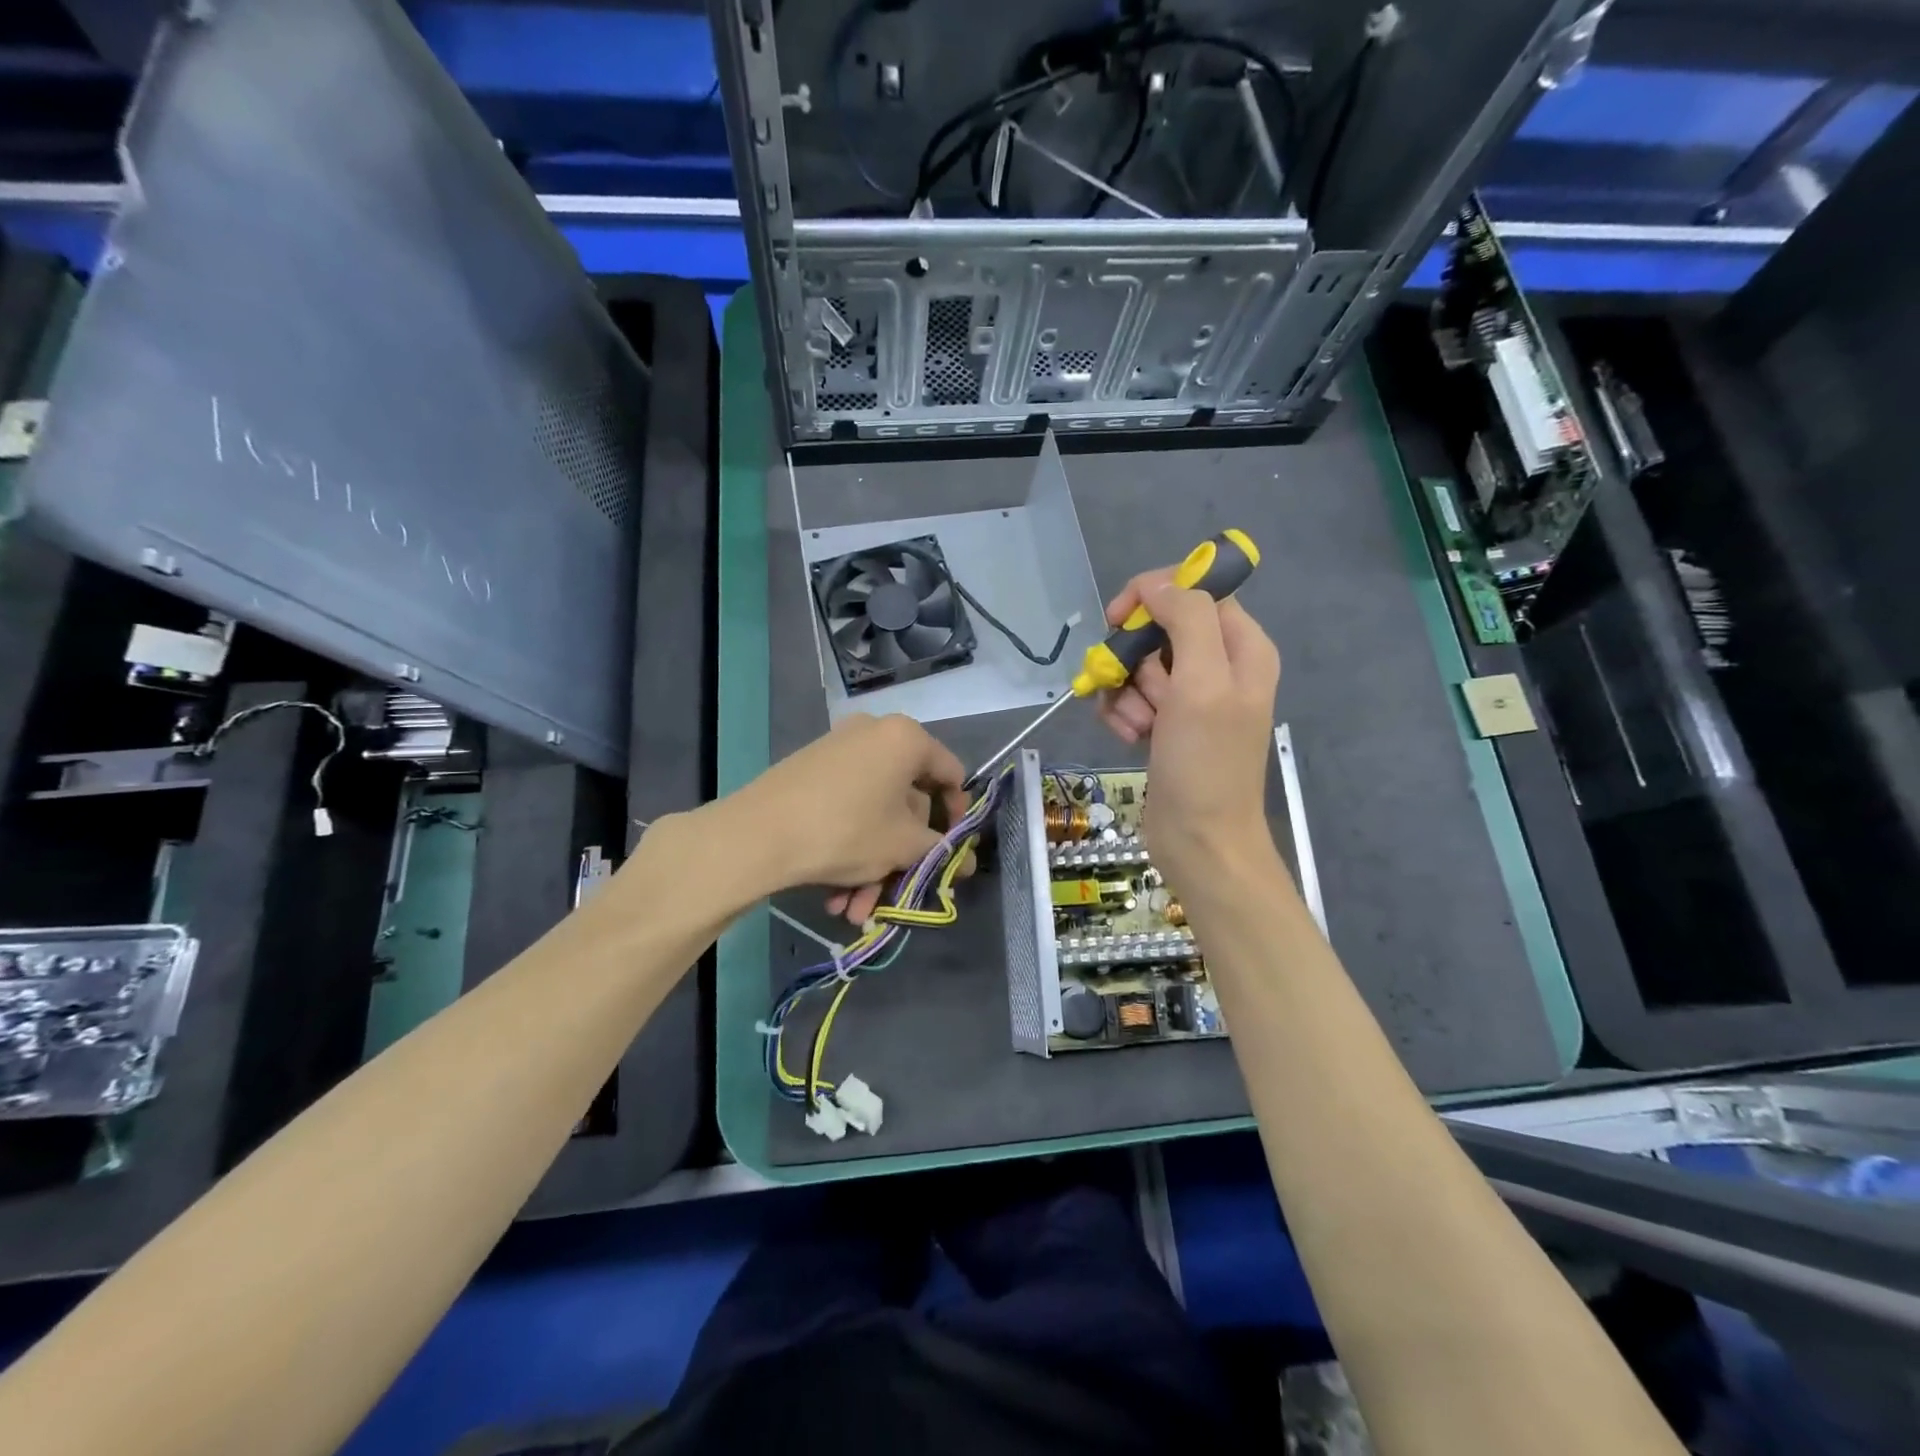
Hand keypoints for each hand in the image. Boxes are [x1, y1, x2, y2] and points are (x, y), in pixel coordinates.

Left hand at [728, 713, 968, 922]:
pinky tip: (834, 896)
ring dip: (872, 865)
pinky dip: (848, 848)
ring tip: (855, 910)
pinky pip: (846, 809)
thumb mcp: (903, 846)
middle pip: (906, 801)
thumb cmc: (847, 831)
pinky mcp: (810, 771)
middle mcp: (874, 734)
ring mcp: (838, 751)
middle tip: (897, 893)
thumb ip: (941, 850)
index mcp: (906, 739)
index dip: (958, 817)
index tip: (950, 853)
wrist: (756, 835)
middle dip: (902, 856)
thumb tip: (966, 861)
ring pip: (873, 813)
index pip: (951, 775)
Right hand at [1096, 570, 1280, 887]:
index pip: (1196, 591)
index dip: (1154, 595)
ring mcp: (1191, 698)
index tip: (1118, 617)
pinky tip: (1129, 737)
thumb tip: (1158, 584)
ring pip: (1139, 666)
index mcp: (1242, 648)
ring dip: (1125, 692)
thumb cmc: (1205, 762)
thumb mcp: (1202, 682)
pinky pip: (1132, 697)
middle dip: (1135, 658)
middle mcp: (1219, 666)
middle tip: (1138, 689)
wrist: (1199, 840)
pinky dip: (1123, 714)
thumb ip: (1187, 619)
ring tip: (1137, 725)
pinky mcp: (1167, 724)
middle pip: (1160, 629)